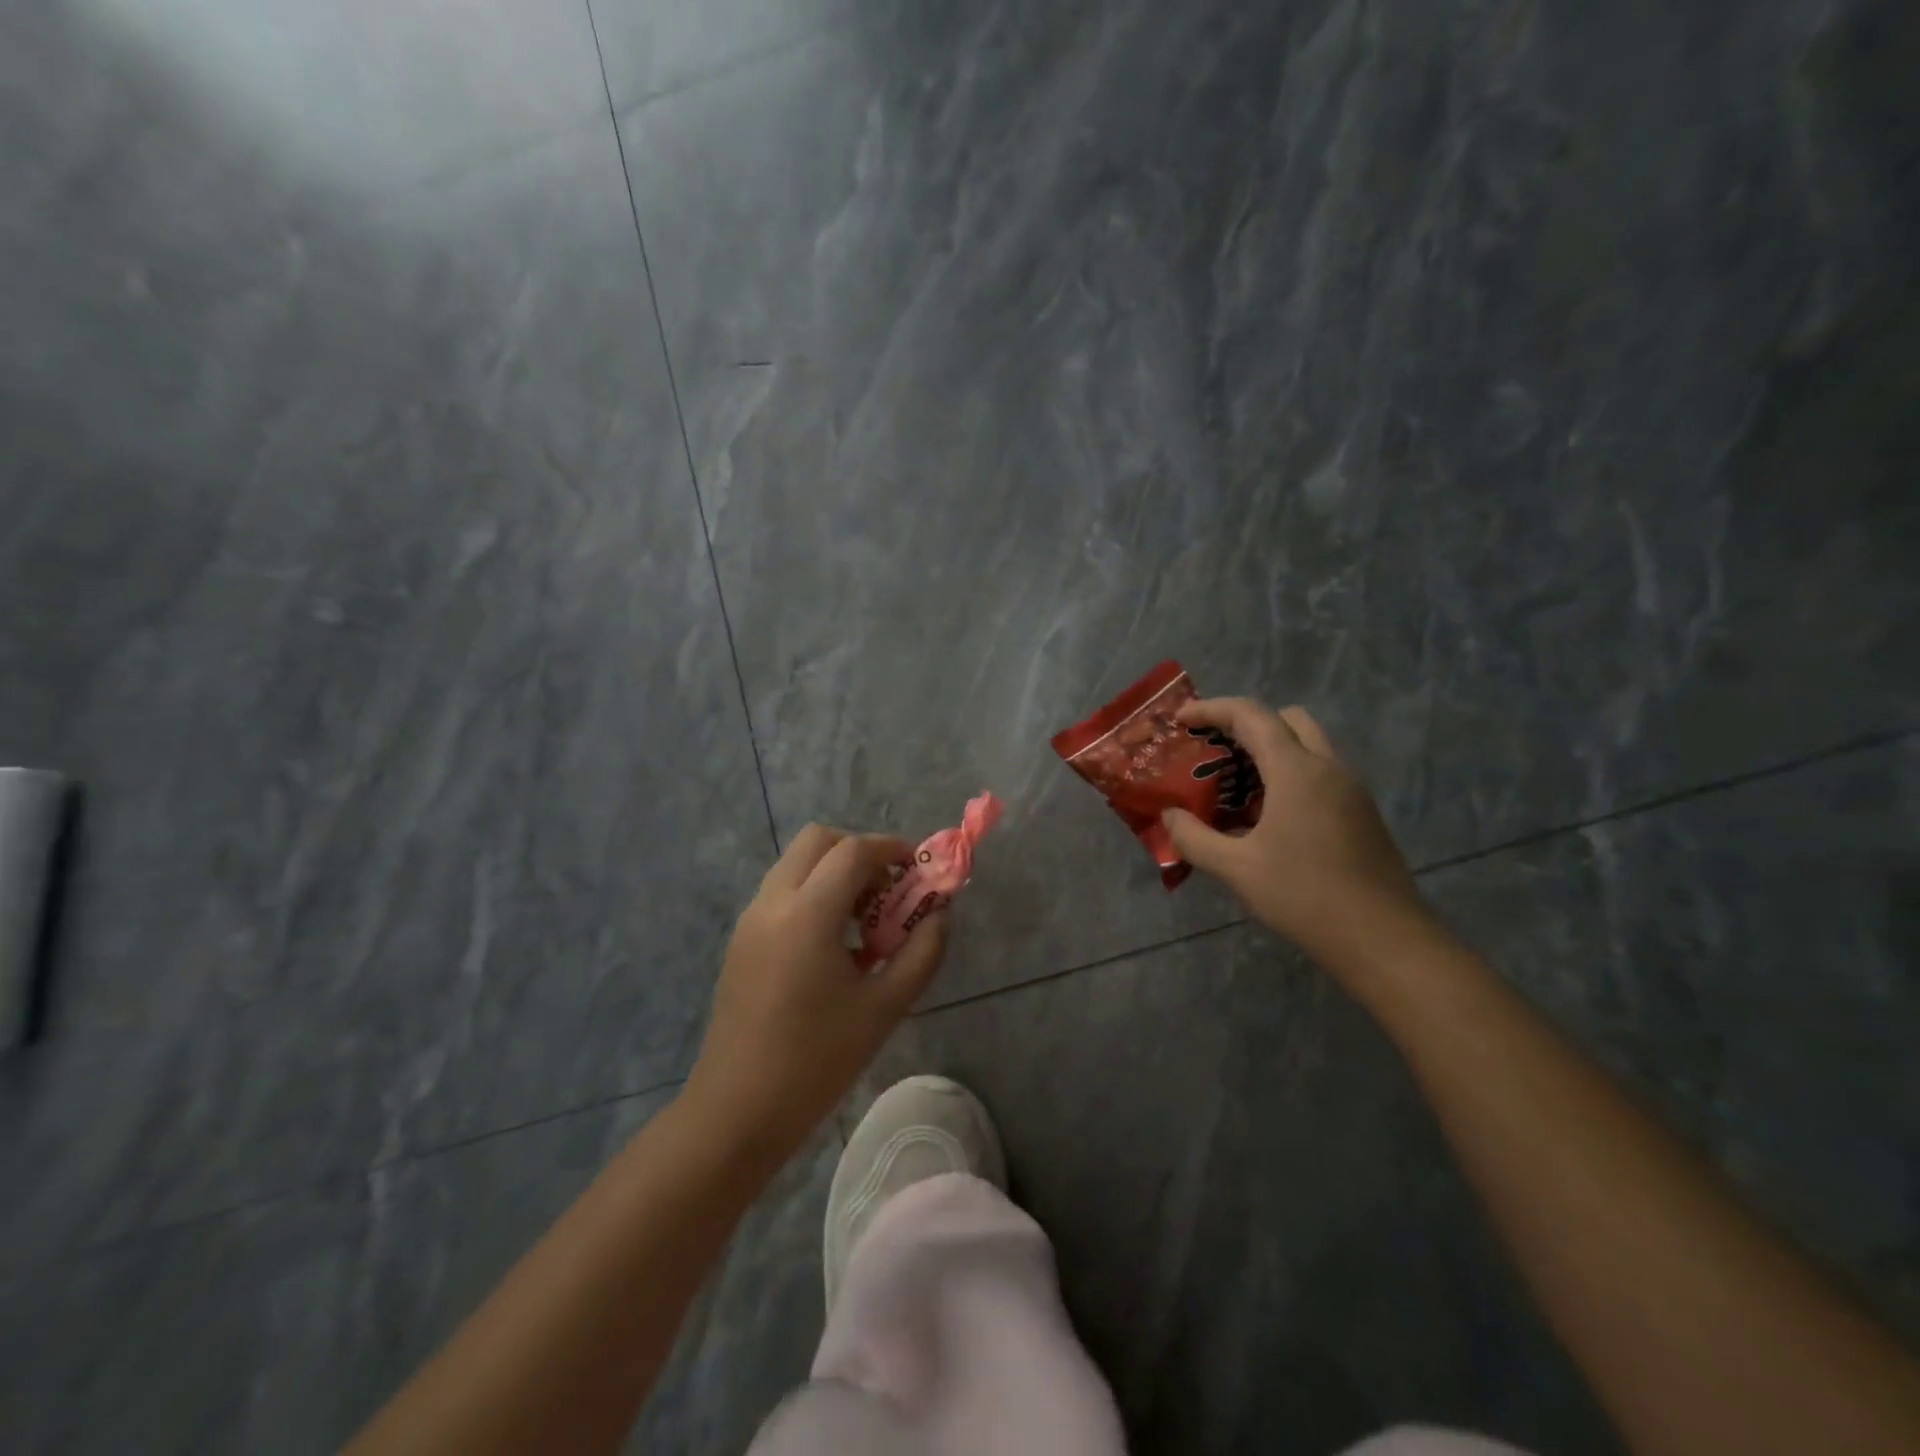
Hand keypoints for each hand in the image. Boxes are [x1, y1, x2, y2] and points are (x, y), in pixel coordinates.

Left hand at [684, 826, 949, 1161]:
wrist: (738, 1111)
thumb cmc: (817, 1061)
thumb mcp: (885, 1007)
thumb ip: (923, 952)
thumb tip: (940, 914)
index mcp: (808, 914)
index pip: (853, 851)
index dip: (891, 848)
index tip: (918, 867)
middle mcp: (773, 902)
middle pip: (818, 840)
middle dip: (859, 852)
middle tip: (888, 890)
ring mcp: (751, 919)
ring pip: (796, 864)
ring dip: (834, 872)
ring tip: (864, 923)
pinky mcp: (741, 940)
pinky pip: (782, 892)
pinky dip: (813, 894)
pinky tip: (834, 946)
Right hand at [1161, 698, 1423, 960]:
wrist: (1384, 940)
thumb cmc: (1304, 896)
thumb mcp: (1236, 869)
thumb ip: (1194, 837)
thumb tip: (1169, 817)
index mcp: (1296, 770)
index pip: (1250, 715)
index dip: (1211, 709)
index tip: (1181, 719)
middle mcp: (1327, 767)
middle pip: (1286, 720)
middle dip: (1245, 724)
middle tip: (1214, 750)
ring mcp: (1350, 790)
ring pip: (1307, 746)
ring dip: (1269, 752)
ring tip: (1234, 787)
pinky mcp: (1362, 813)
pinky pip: (1320, 774)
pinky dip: (1289, 776)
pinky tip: (1267, 818)